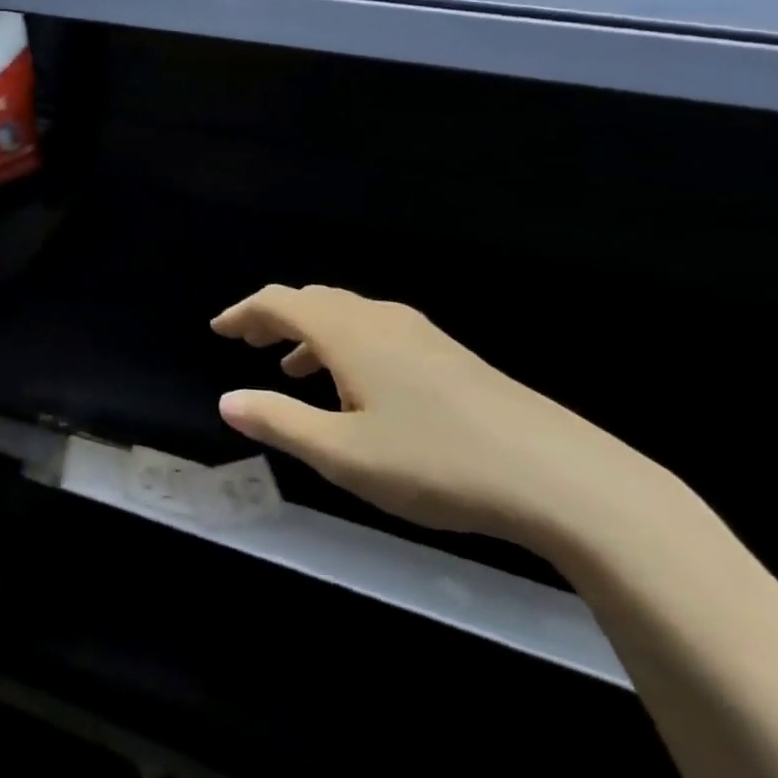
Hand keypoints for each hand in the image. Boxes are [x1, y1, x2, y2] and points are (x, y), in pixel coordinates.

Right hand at [213, 285, 652, 548]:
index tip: (218, 329)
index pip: (280, 303)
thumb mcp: (343, 455)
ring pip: (348, 317)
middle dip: (275, 318)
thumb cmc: (436, 463)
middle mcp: (380, 319)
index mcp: (349, 333)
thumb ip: (280, 423)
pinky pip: (377, 333)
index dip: (244, 312)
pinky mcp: (449, 355)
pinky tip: (358, 389)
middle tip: (248, 343)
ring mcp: (420, 334)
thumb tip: (227, 401)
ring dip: (311, 333)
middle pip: (314, 301)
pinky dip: (346, 346)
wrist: (558, 475)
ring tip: (293, 368)